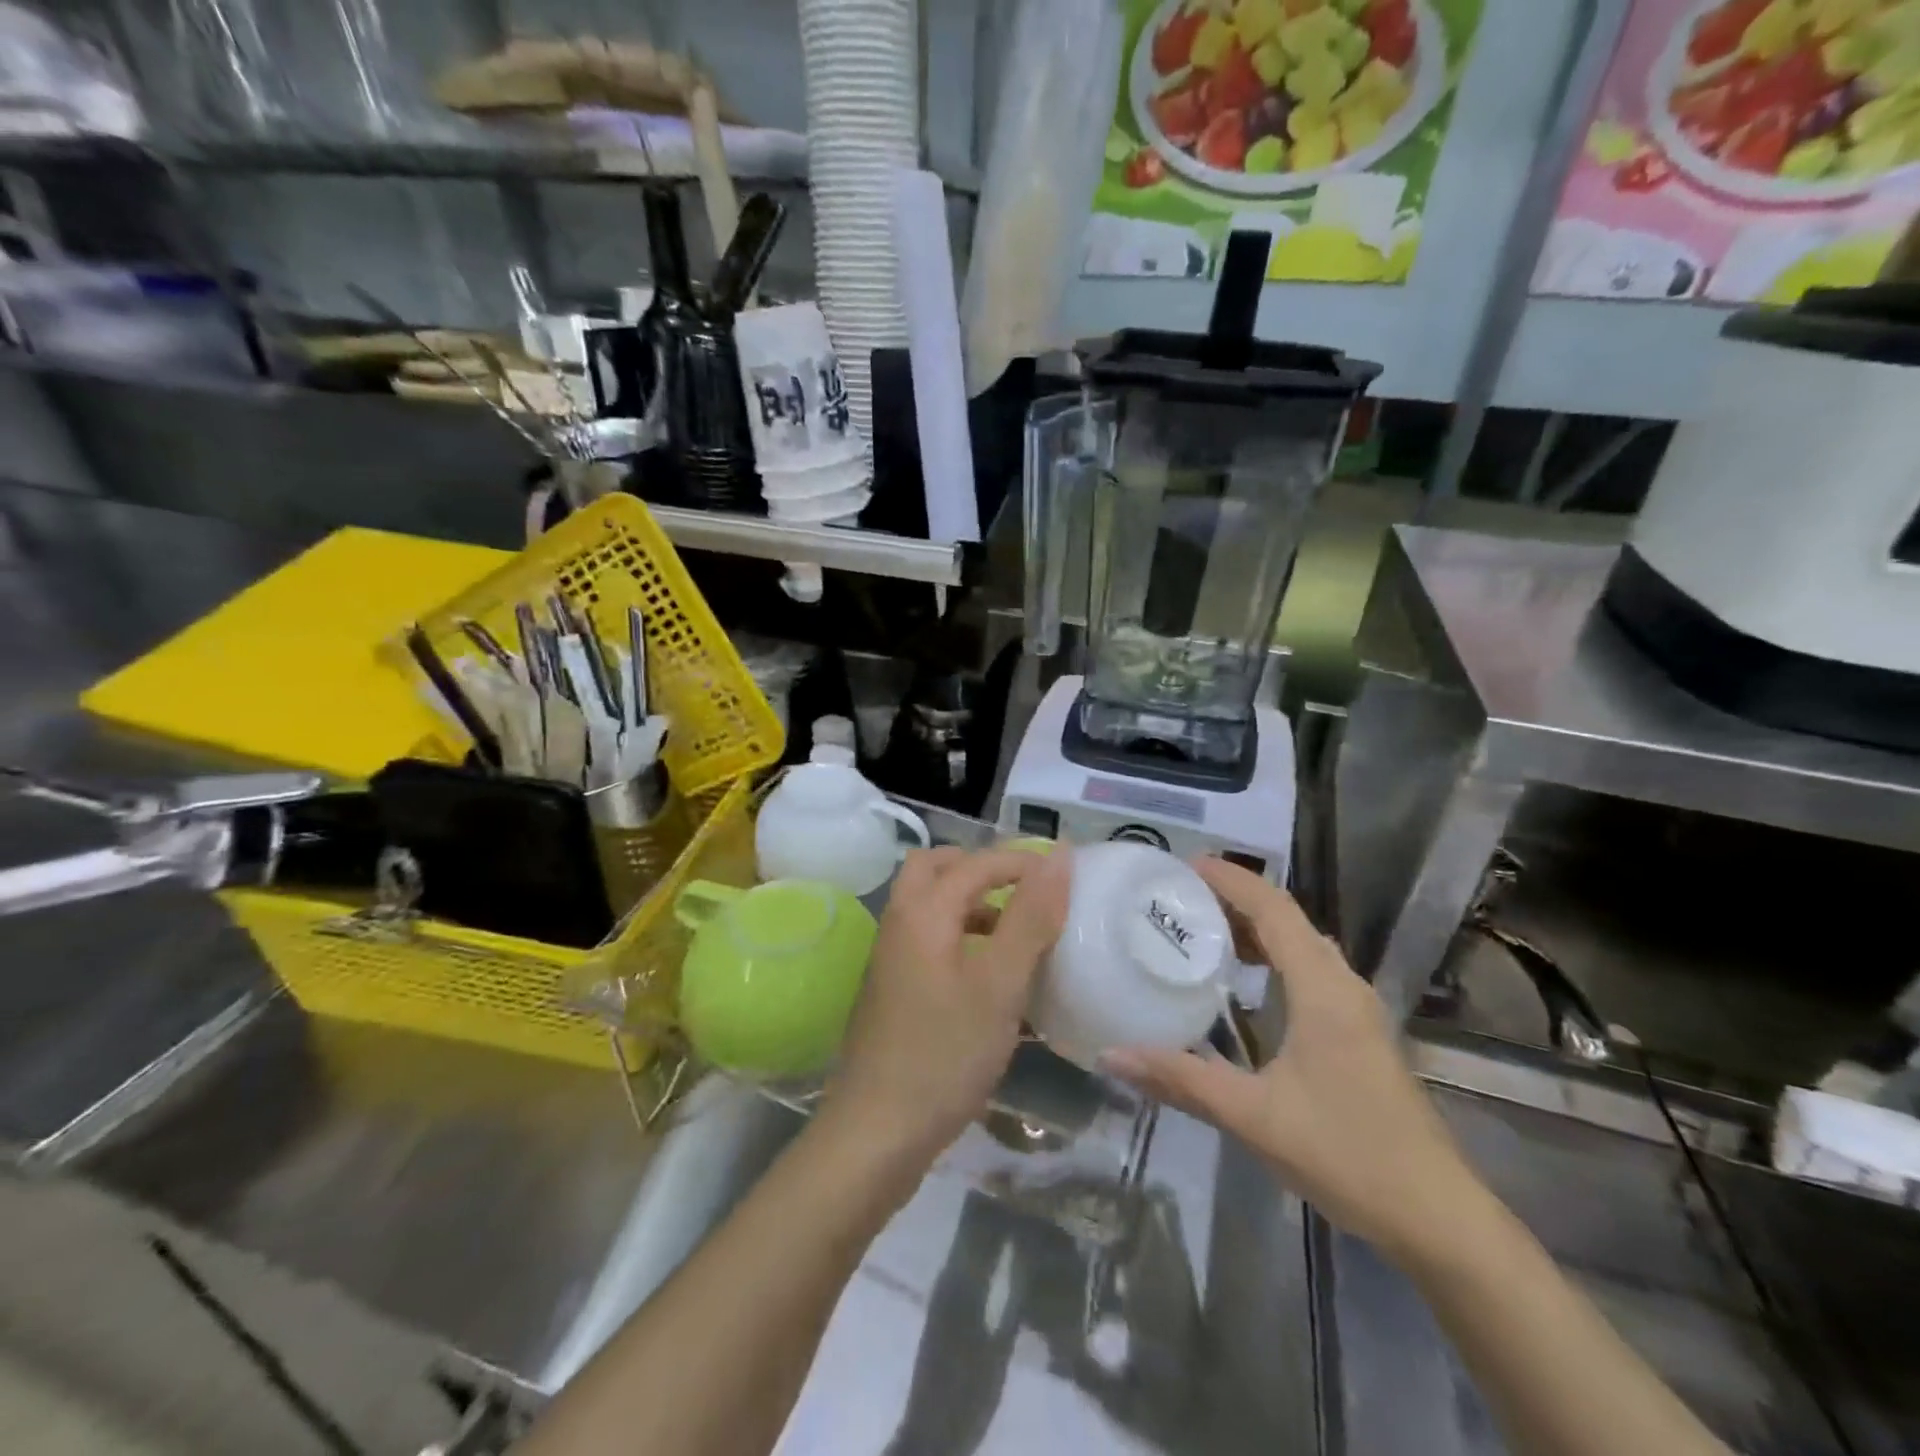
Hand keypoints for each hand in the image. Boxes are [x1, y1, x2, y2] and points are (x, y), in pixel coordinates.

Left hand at [821, 846, 1069, 1173]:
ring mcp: (889, 958)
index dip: (1022, 861)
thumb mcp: (1000, 984)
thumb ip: (1030, 916)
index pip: (975, 862)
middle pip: (935, 868)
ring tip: (1014, 931)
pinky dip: (959, 936)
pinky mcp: (892, 990)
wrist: (875, 1134)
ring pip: (929, 905)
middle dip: (981, 869)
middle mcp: (899, 923)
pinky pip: (927, 939)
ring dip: (970, 902)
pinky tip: (989, 976)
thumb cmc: (944, 1054)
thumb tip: (1059, 856)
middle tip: (1024, 891)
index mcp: (922, 912)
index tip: (1065, 877)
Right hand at [1102, 859, 1487, 1264]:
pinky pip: (1311, 971)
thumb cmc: (1347, 1154)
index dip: (1232, 880)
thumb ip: (1181, 1080)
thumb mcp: (1252, 1116)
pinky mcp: (1360, 1033)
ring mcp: (1357, 1010)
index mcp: (1322, 990)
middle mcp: (1343, 986)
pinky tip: (1247, 985)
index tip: (1185, 865)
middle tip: (1182, 898)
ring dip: (1258, 928)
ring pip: (1303, 946)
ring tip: (1205, 930)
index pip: (1274, 910)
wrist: (1437, 1217)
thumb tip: (1111, 1057)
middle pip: (1289, 920)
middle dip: (1237, 899)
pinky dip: (1275, 958)